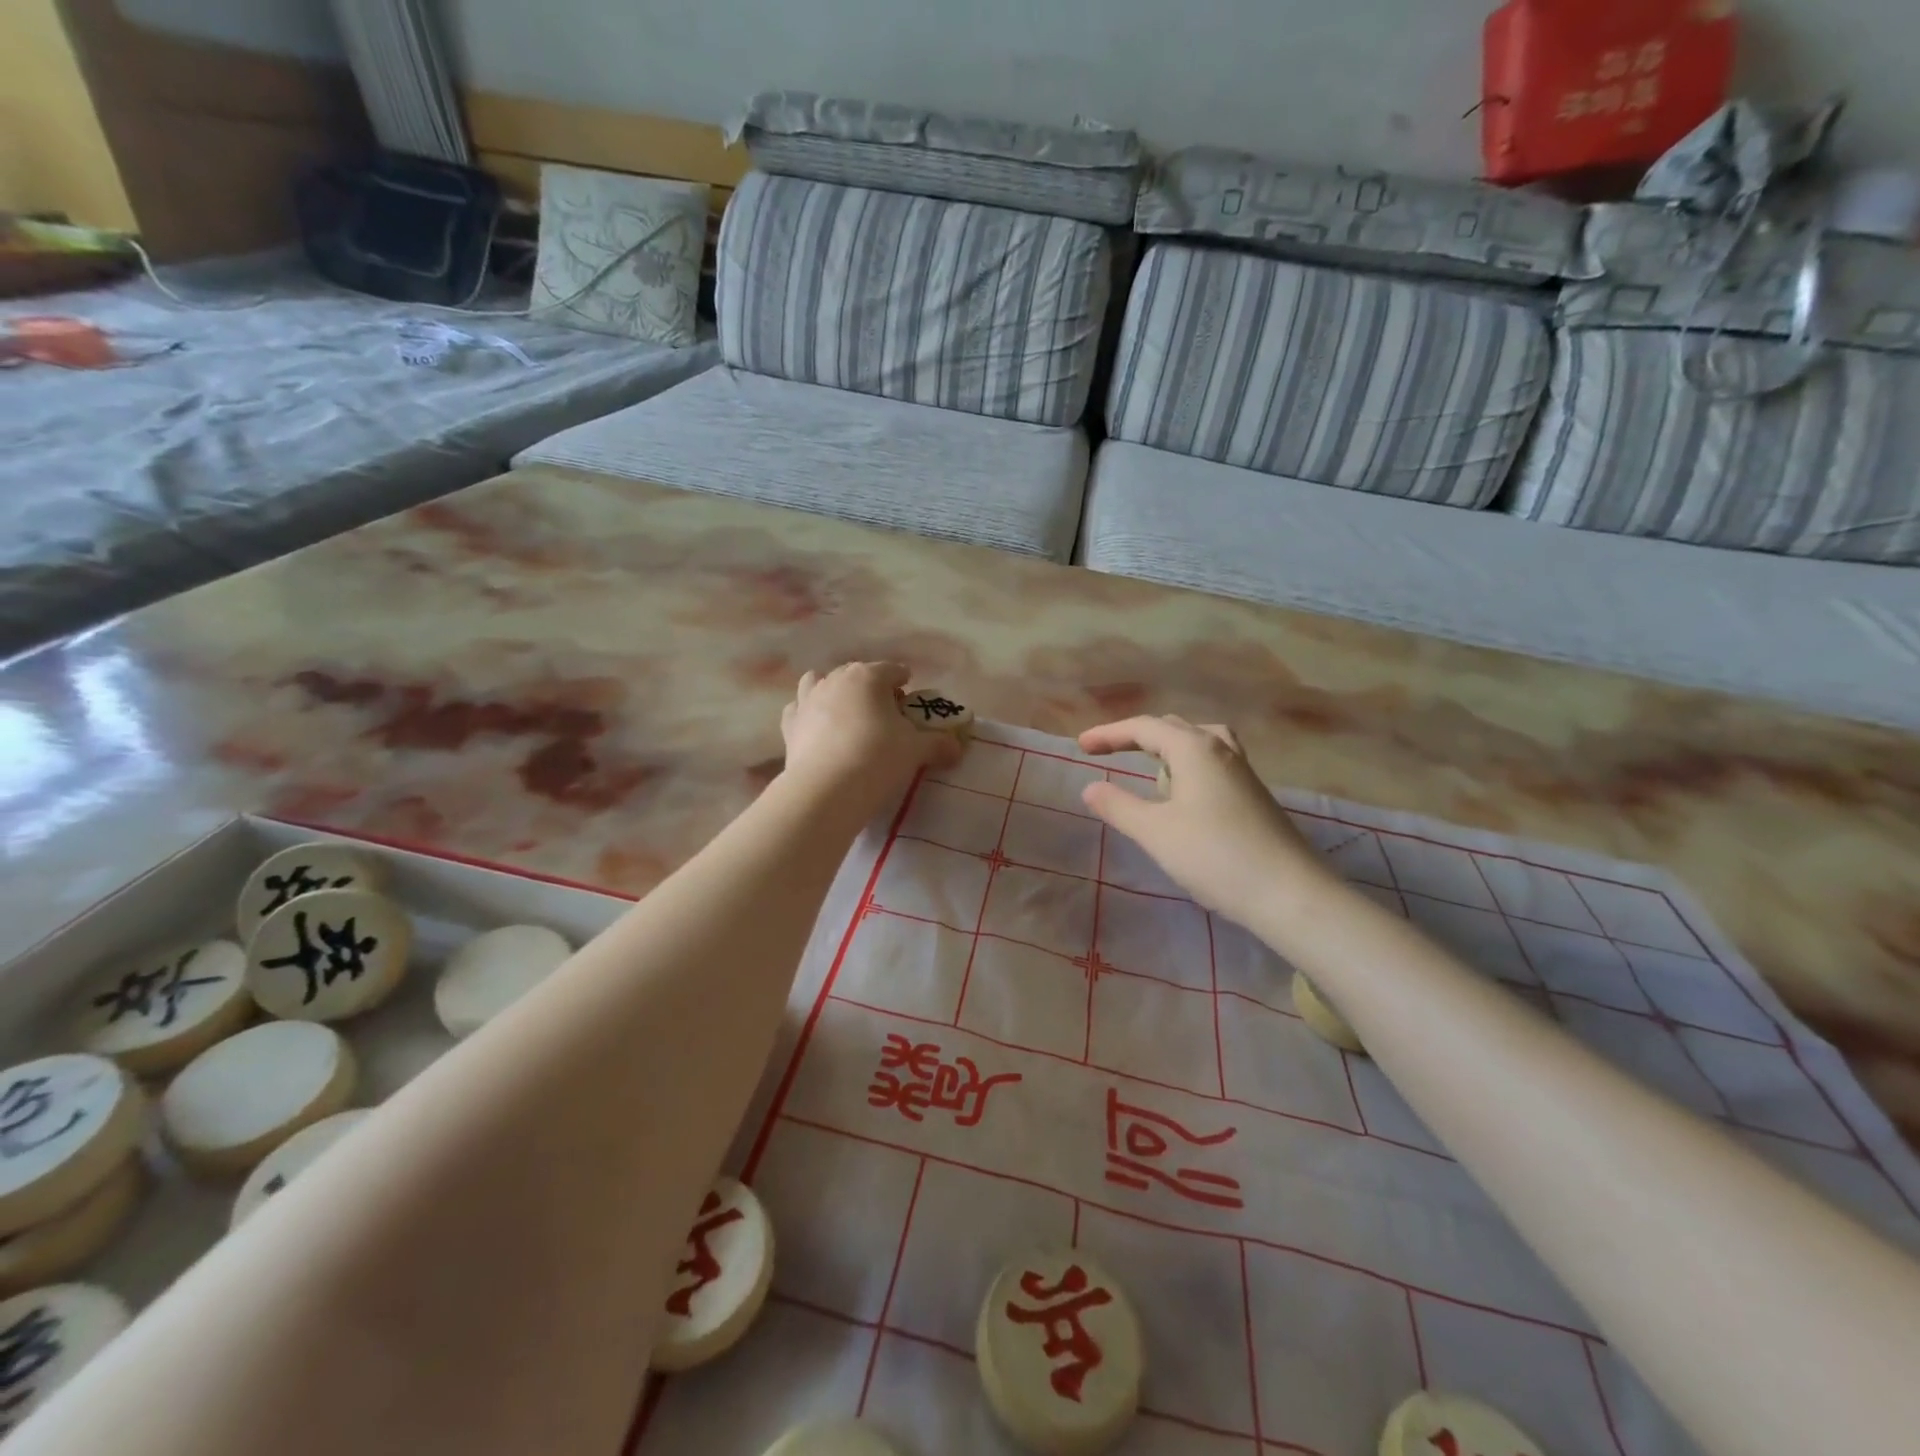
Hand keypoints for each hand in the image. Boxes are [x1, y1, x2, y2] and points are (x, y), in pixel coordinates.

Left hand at [780, 663, 959, 803]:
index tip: (911, 699)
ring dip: (834, 692)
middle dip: (872, 688)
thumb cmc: (877, 759)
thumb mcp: (916, 750)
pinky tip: (818, 728)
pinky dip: (809, 714)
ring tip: (848, 715)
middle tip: (886, 714)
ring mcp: (807, 700)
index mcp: (868, 676)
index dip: (905, 682)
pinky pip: (799, 709)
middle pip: (858, 675)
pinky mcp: (790, 725)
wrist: (827, 790)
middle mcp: (835, 680)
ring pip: (819, 683)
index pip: (892, 670)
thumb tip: (957, 747)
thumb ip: (938, 744)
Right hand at [1077, 716, 1326, 923]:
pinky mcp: (1253, 794)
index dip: (1109, 733)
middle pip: (1172, 728)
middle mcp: (1220, 749)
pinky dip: (1188, 766)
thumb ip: (1118, 806)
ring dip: (1167, 749)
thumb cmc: (1215, 856)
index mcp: (1194, 748)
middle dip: (1136, 737)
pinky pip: (1213, 762)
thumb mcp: (1155, 832)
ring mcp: (1242, 772)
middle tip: (1106, 753)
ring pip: (1199, 742)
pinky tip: (1184, 796)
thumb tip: (1090, 787)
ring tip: (1150, 769)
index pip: (1144, 727)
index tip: (1081, 747)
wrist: (1289, 893)